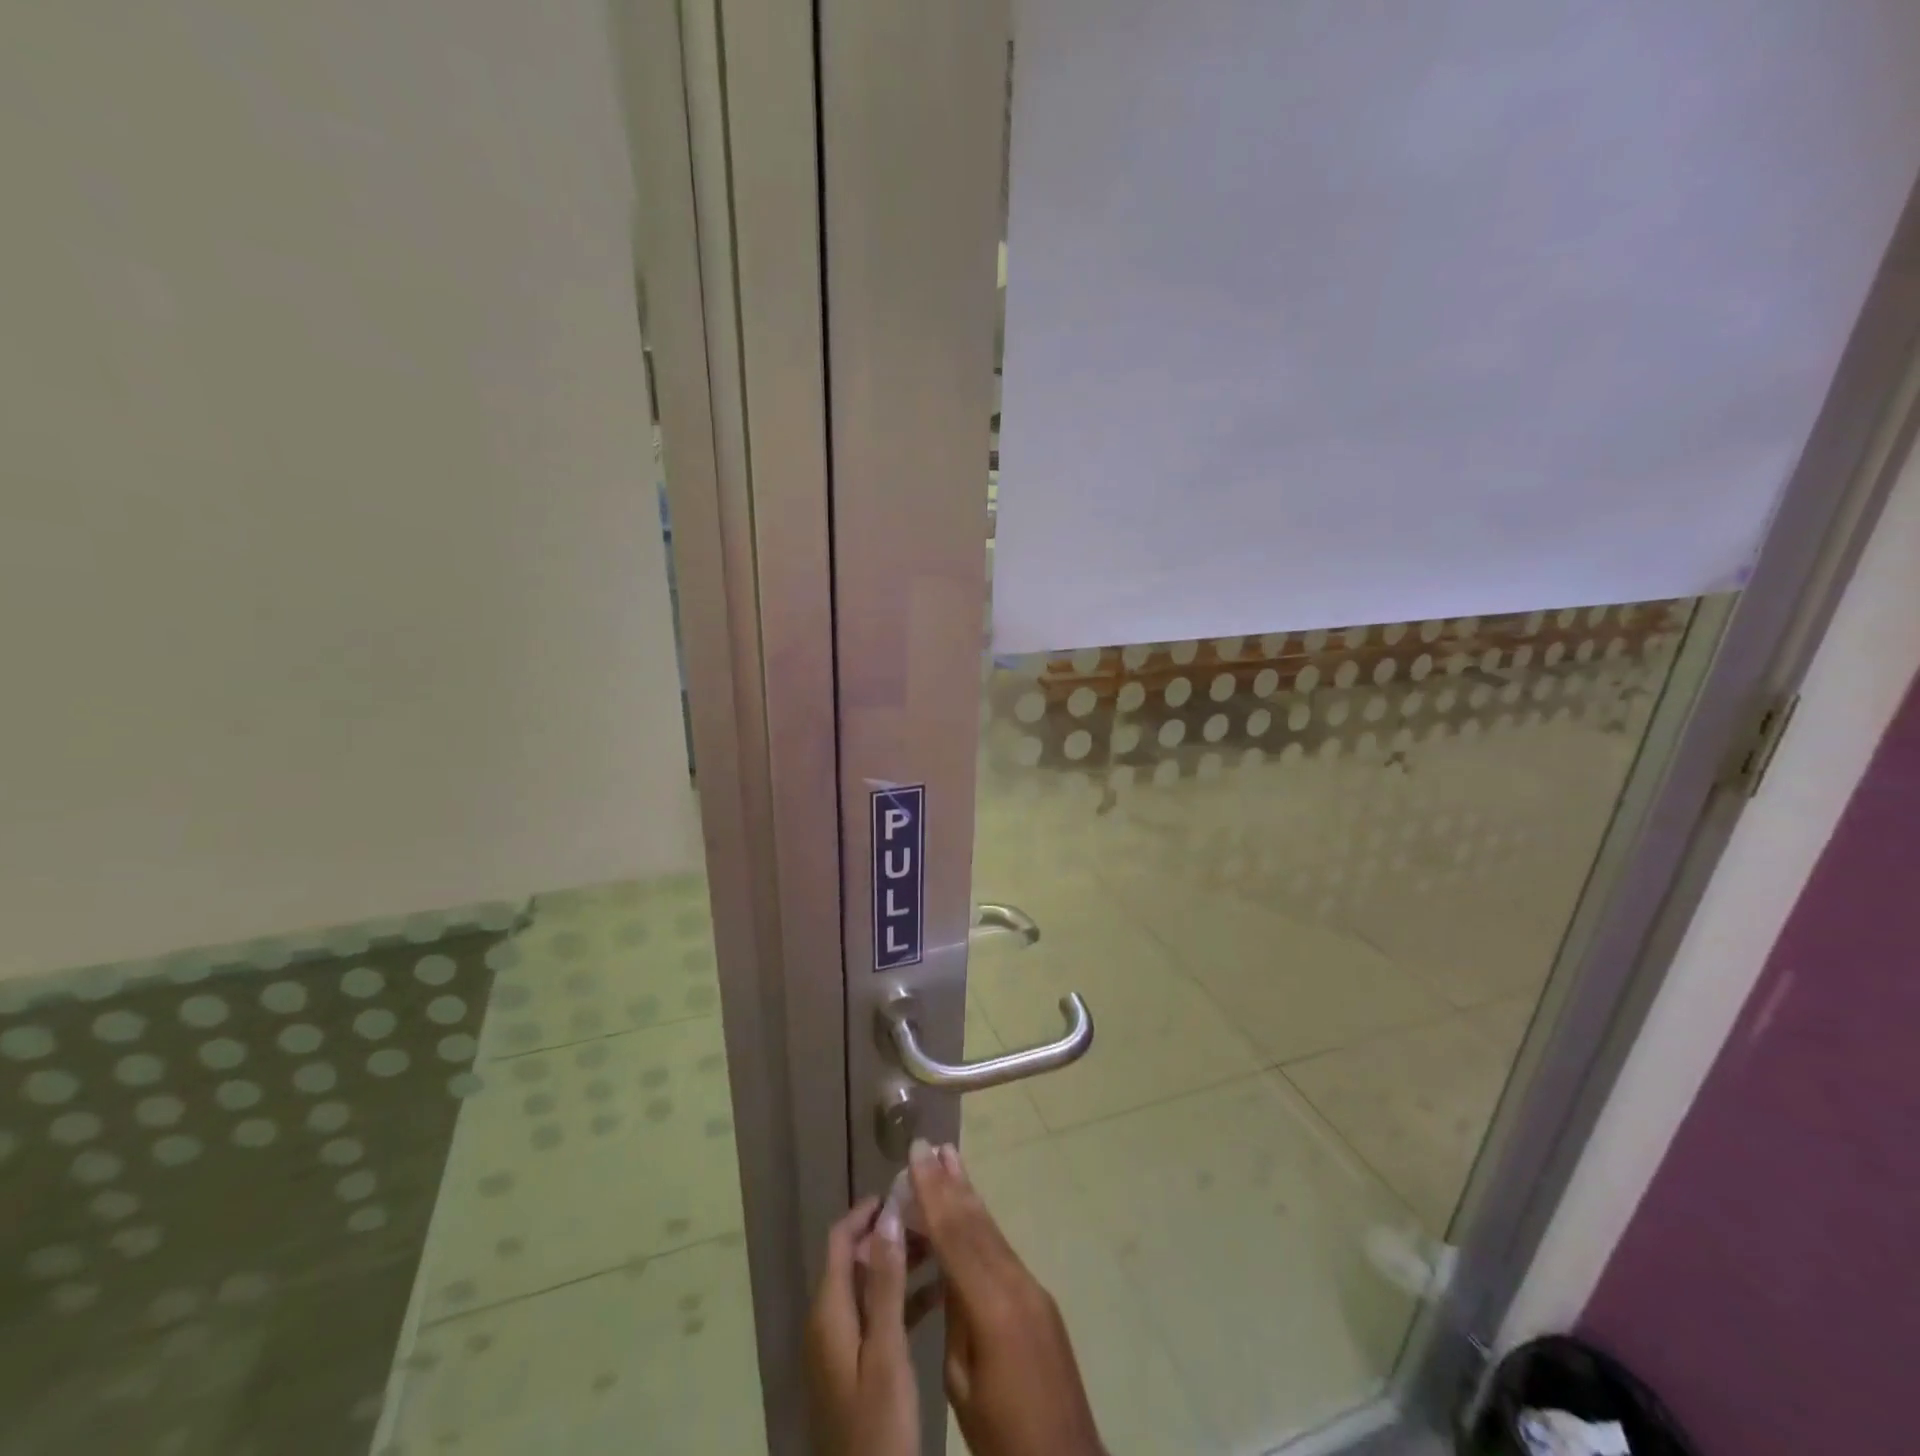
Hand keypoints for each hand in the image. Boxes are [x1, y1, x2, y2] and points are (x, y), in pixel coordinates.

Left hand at [805, 1197, 920, 1455]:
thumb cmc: (877, 1426)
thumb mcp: (886, 1351)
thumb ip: (887, 1283)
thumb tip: (889, 1214)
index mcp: (829, 1312)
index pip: (841, 1240)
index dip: (868, 1211)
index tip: (903, 1192)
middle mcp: (829, 1322)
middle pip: (857, 1260)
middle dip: (891, 1234)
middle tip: (931, 1219)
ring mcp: (842, 1348)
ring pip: (871, 1287)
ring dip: (900, 1264)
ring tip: (941, 1248)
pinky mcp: (857, 1368)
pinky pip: (878, 1316)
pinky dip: (903, 1299)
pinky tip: (938, 1295)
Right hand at [908, 1141, 1105, 1455]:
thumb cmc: (1003, 1434)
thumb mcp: (961, 1381)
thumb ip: (955, 1316)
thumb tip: (948, 1272)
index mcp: (991, 1304)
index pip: (954, 1235)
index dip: (932, 1192)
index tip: (916, 1155)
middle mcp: (1016, 1283)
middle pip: (975, 1222)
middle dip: (950, 1182)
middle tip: (931, 1145)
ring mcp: (1033, 1288)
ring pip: (991, 1231)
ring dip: (967, 1195)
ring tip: (949, 1160)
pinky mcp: (1041, 1300)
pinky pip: (1003, 1251)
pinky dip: (982, 1225)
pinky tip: (970, 1213)